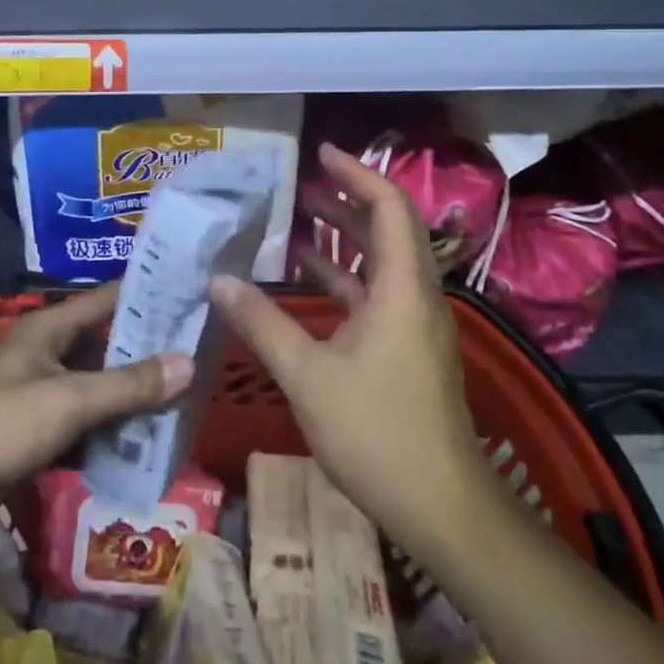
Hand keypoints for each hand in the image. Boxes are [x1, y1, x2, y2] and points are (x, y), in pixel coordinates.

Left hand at [0, 285, 192, 509]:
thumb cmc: (5, 421)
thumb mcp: (70, 400)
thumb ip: (129, 384)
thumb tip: (188, 363)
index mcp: (51, 326)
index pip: (107, 299)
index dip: (146, 296)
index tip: (187, 297)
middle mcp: (47, 348)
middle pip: (105, 343)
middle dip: (145, 352)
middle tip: (194, 356)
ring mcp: (40, 386)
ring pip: (96, 382)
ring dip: (129, 393)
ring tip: (178, 399)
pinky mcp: (36, 423)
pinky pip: (82, 416)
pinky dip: (107, 424)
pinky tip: (140, 438)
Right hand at [210, 143, 482, 554]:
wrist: (444, 509)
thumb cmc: (378, 433)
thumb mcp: (308, 375)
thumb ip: (262, 324)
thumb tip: (218, 281)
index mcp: (402, 288)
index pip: (388, 207)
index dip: (357, 174)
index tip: (321, 154)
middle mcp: (415, 295)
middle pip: (386, 228)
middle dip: (344, 200)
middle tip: (299, 182)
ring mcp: (413, 324)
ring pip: (379, 261)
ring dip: (342, 237)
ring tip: (296, 218)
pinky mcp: (406, 349)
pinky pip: (374, 293)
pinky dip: (342, 277)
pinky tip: (305, 279)